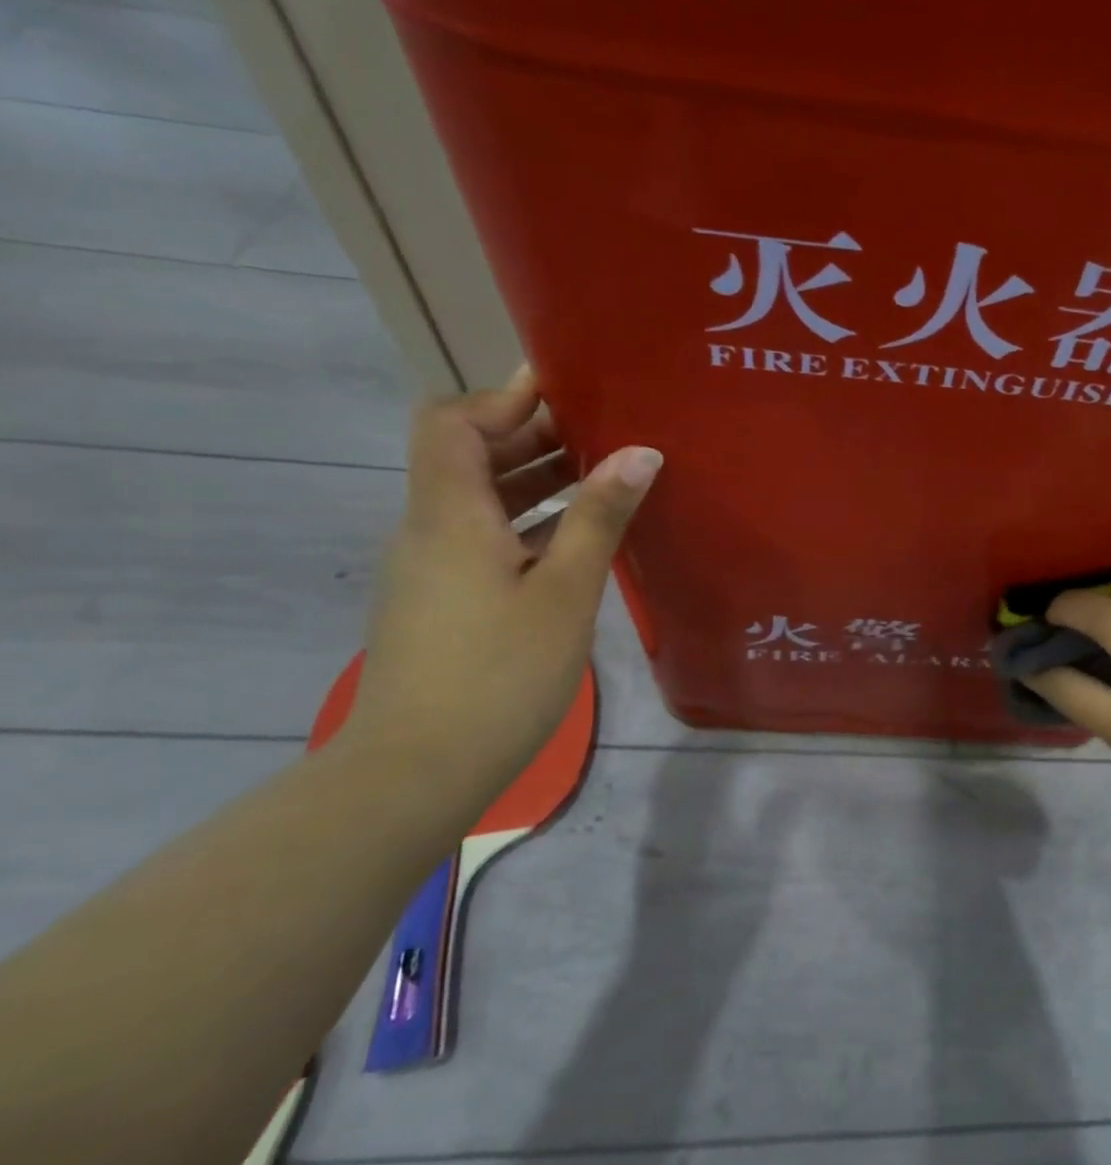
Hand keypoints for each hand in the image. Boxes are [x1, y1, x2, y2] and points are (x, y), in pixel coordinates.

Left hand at [345, 368, 660, 788]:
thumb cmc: (499, 673)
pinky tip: (579, 540)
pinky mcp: (441, 602)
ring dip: (534, 481)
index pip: (451, 423)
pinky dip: (527, 523)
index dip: (503, 398)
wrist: (416, 773)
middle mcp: (429, 531)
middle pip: (467, 456)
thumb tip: (639, 451)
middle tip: (602, 432)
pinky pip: (483, 538)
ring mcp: (431, 569)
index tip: (565, 391)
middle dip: (531, 436)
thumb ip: (599, 515)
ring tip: (603, 478)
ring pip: (479, 501)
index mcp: (450, 516)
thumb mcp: (566, 590)